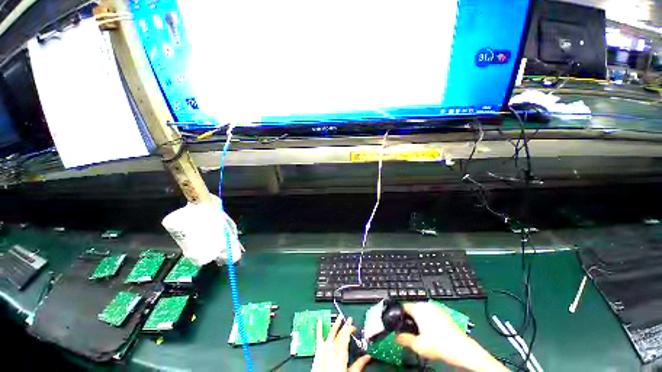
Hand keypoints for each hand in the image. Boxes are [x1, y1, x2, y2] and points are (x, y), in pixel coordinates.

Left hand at [311, 316, 370, 371]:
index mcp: (342, 352)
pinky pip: (319, 336)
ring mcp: (325, 347)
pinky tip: (320, 320)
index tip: (354, 328)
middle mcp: (334, 347)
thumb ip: (358, 364)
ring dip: (336, 323)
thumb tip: (367, 357)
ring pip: (332, 332)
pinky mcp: (318, 350)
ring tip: (339, 316)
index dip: (351, 329)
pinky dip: (319, 327)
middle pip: (340, 333)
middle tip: (349, 319)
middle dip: (345, 325)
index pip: (347, 335)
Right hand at [395, 303, 507, 371]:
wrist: (462, 350)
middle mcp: (426, 305)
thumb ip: (403, 339)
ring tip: (420, 333)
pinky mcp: (443, 313)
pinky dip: (427, 320)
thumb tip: (395, 336)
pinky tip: (430, 332)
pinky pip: (430, 313)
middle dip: (409, 318)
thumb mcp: (418, 345)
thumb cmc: (439, 345)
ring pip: (421, 311)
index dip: (399, 315)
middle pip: (412, 308)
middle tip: (409, 331)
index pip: (403, 306)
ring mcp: (436, 308)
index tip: (398, 324)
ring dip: (418, 319)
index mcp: (418, 308)